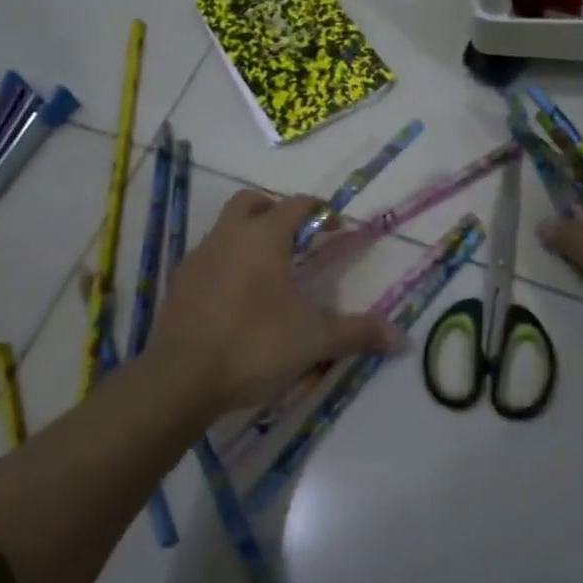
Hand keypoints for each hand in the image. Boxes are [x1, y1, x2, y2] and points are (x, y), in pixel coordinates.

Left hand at [148, 189, 399, 412]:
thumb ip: (358, 333)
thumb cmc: (254, 345)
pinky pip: (207, 258)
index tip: (334, 228)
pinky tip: (236, 297)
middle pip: (251, 203)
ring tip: (267, 272)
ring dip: (247, 236)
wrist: (180, 379)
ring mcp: (198, 257)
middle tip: (295, 238)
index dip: (319, 211)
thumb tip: (404, 339)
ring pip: (225, 228)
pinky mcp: (178, 283)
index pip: (296, 205)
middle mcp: (229, 236)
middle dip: (274, 211)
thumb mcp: (314, 340)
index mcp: (264, 237)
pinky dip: (225, 263)